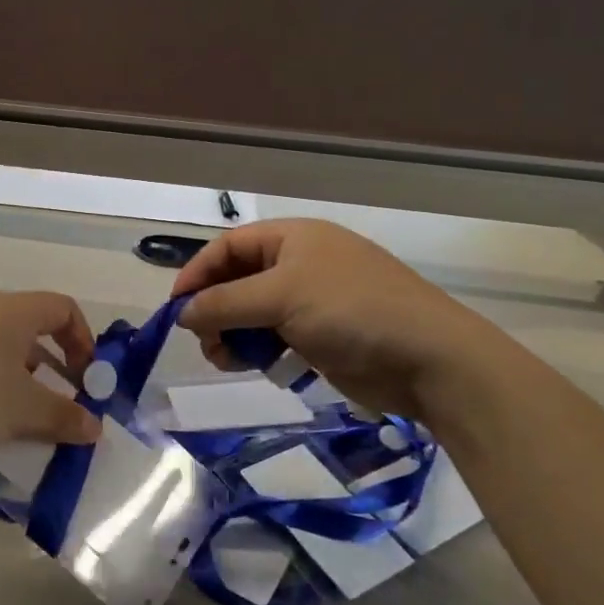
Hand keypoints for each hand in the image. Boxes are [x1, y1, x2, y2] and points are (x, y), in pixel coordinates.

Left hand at [0, 293, 101, 479]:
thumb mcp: (23, 412)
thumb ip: (65, 417)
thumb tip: (95, 426)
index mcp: (10, 313)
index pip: (62, 307)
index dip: (85, 340)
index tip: (90, 381)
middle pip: (33, 333)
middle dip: (58, 370)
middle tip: (68, 408)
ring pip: (3, 357)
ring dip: (26, 388)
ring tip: (32, 428)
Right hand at [173, 219, 515, 418]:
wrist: (428, 358)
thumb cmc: (350, 310)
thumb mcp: (280, 298)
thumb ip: (224, 304)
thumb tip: (182, 313)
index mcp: (292, 238)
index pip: (228, 247)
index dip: (198, 273)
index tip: (175, 308)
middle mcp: (299, 263)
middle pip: (237, 281)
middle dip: (215, 310)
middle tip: (205, 342)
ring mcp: (312, 300)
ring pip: (252, 313)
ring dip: (233, 334)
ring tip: (228, 359)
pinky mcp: (321, 334)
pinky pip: (274, 336)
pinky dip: (259, 350)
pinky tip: (257, 366)